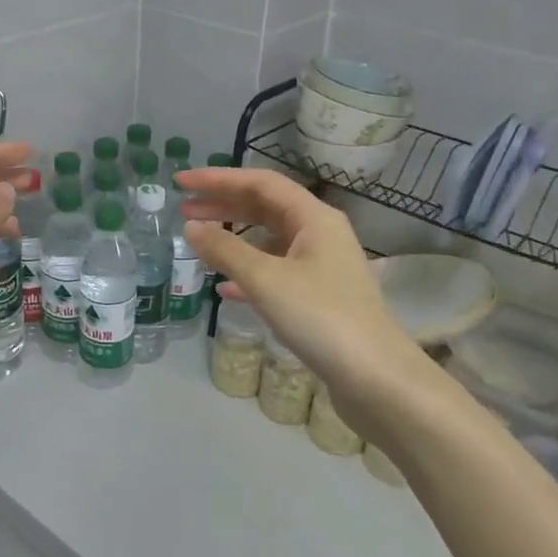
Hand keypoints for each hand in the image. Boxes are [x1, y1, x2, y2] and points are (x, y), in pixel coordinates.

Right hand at [178, 168, 447, 446]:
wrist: (375, 378)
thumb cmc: (320, 318)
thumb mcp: (266, 280)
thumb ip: (226, 250)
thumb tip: (192, 227)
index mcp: (314, 217)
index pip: (261, 182)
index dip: (219, 178)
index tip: (182, 181)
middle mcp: (320, 233)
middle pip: (266, 207)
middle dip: (224, 204)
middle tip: (183, 209)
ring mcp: (322, 266)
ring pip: (270, 240)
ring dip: (234, 238)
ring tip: (199, 241)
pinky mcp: (319, 296)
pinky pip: (276, 271)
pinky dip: (248, 272)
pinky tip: (225, 287)